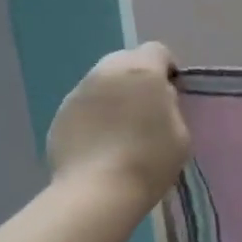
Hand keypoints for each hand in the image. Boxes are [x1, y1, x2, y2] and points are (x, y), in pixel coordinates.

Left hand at [46, 43, 190, 205]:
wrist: (98, 191)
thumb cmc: (150, 161)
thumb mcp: (181, 133)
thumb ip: (170, 105)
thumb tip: (159, 98)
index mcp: (142, 72)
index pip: (157, 50)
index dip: (167, 68)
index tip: (172, 93)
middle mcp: (107, 72)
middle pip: (126, 60)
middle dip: (138, 78)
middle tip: (146, 109)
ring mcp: (79, 91)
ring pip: (102, 81)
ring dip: (114, 95)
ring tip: (121, 128)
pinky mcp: (60, 114)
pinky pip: (84, 104)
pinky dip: (94, 115)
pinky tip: (101, 143)